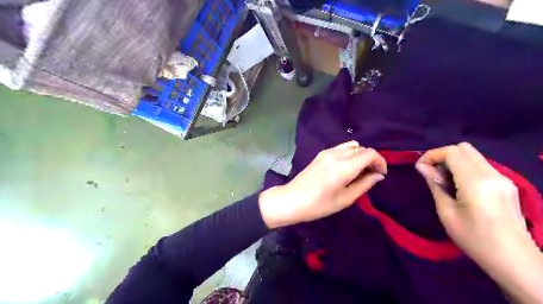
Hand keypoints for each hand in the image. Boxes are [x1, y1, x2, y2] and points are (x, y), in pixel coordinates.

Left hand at [258, 142, 385, 228]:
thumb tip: (378, 175)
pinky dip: (349, 154)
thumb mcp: (345, 199)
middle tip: (370, 175)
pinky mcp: (320, 154)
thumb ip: (364, 184)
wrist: (292, 200)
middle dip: (371, 159)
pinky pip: (340, 148)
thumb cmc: (319, 204)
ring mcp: (327, 152)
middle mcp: (336, 154)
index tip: (381, 174)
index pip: (370, 153)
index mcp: (344, 166)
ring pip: (351, 145)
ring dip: (359, 155)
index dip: (380, 162)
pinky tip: (345, 167)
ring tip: (358, 171)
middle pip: (361, 148)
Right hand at [417, 143, 530, 263]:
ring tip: (443, 180)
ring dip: (453, 161)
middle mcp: (492, 174)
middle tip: (431, 172)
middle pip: (464, 148)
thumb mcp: (446, 213)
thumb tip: (422, 167)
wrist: (514, 260)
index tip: (420, 168)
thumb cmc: (474, 238)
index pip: (452, 152)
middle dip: (442, 155)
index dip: (432, 155)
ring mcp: (503, 178)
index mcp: (476, 182)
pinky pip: (481, 165)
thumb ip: (435, 185)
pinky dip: (464, 167)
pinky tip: (459, 185)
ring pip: (473, 155)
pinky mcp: (507, 184)